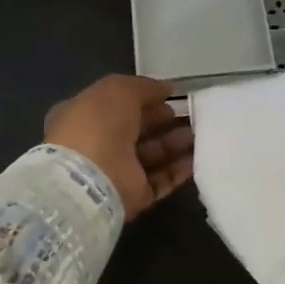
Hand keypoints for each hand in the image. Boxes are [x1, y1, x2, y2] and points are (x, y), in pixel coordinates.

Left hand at [43, 74, 194, 219]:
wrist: (88, 181)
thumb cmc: (97, 126)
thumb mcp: (118, 90)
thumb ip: (143, 87)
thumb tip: (166, 88)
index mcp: (85, 116)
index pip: (118, 106)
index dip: (144, 99)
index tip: (170, 96)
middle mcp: (98, 144)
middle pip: (137, 131)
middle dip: (164, 121)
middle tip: (192, 115)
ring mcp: (116, 172)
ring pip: (152, 155)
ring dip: (176, 144)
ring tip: (200, 134)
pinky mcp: (133, 196)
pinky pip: (160, 180)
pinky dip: (179, 170)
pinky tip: (198, 157)